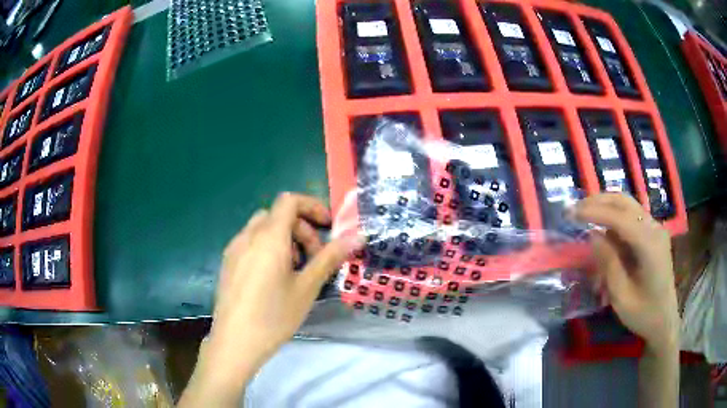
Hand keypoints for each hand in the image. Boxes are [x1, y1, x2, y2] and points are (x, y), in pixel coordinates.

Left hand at [179, 193, 361, 406]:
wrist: (235, 342)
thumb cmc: (274, 315)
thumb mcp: (307, 287)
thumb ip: (330, 257)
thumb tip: (357, 236)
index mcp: (268, 237)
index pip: (289, 201)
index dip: (312, 206)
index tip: (327, 227)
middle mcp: (248, 236)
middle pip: (277, 215)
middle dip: (301, 229)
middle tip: (313, 258)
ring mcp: (234, 249)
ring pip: (262, 229)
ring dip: (284, 239)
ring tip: (294, 270)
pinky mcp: (227, 263)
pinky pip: (250, 243)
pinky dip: (267, 248)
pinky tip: (273, 278)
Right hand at [574, 193, 678, 353]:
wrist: (665, 320)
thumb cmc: (643, 314)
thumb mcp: (621, 297)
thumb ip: (609, 264)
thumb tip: (593, 235)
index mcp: (650, 245)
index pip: (619, 217)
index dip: (594, 212)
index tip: (570, 213)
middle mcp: (655, 228)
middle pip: (624, 201)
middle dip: (598, 201)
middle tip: (574, 209)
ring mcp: (655, 229)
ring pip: (627, 205)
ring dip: (605, 206)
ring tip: (584, 215)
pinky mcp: (653, 233)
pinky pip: (631, 217)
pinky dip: (613, 217)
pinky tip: (602, 229)